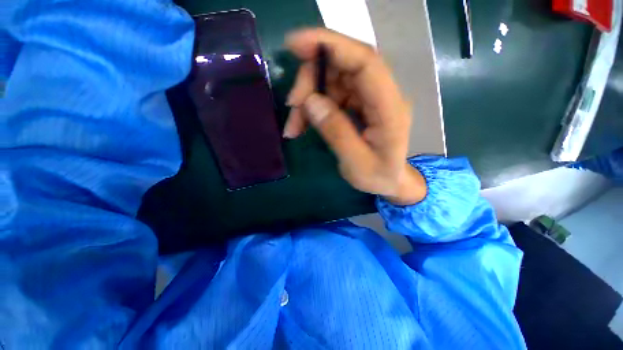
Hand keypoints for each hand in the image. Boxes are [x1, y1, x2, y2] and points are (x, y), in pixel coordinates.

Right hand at [284, 28, 425, 204]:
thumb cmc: (379, 176)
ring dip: (307, 98)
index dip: (331, 45)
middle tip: (292, 105)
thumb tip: (310, 102)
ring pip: (332, 81)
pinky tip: (301, 124)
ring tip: (294, 126)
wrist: (390, 181)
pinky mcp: (357, 104)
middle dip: (311, 80)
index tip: (295, 44)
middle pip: (343, 66)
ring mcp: (368, 98)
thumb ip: (337, 133)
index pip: (365, 61)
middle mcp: (381, 95)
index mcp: (390, 108)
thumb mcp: (356, 164)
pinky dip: (311, 107)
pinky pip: (329, 95)